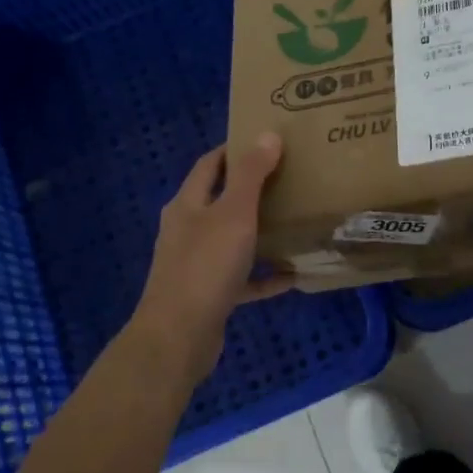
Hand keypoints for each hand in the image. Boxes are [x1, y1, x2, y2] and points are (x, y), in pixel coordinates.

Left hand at [128, 134, 289, 385]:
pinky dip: (264, 275)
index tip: (267, 140)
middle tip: (290, 177)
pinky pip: (242, 278)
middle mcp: (188, 230)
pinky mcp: (209, 295)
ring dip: (260, 231)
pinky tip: (292, 276)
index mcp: (188, 204)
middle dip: (252, 189)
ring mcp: (196, 264)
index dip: (235, 149)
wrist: (178, 338)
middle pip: (221, 200)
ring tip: (294, 221)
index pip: (210, 164)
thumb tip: (267, 135)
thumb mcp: (234, 214)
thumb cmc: (206, 266)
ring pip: (232, 239)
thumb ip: (251, 175)